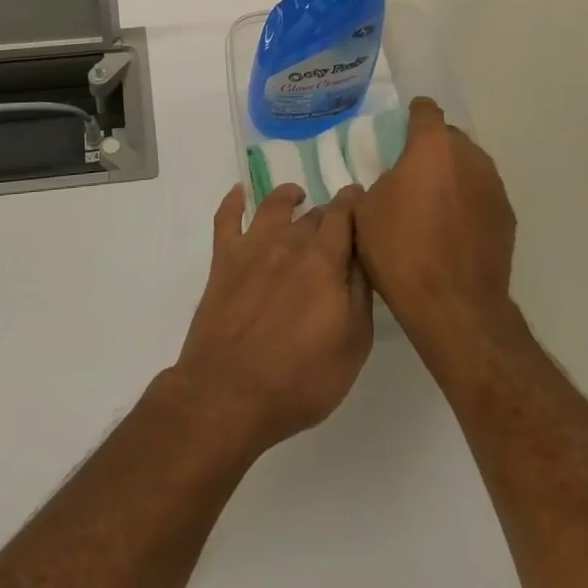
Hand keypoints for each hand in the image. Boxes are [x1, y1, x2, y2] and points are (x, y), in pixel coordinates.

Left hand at [172, 183, 373, 453]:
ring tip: (296, 196)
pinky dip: (233, 201)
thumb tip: (362, 257)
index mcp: (324, 259)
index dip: (356, 203)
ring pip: (274, 206)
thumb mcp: (353, 343)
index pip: (345, 214)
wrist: (229, 395)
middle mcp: (289, 242)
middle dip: (329, 214)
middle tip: (339, 223)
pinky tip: (239, 192)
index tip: (364, 201)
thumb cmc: (301, 378)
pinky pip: (227, 219)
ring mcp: (252, 248)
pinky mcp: (223, 261)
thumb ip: (360, 292)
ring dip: (289, 197)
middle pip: (314, 214)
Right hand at [352, 98, 517, 359]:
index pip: (426, 111)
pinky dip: (469, 201)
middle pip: (451, 137)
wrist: (454, 305)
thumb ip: (379, 182)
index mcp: (432, 147)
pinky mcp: (507, 215)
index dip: (414, 115)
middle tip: (413, 171)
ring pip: (470, 165)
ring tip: (434, 201)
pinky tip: (454, 227)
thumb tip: (391, 182)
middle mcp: (469, 156)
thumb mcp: (366, 212)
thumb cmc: (401, 250)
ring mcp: (493, 186)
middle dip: (433, 147)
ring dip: (453, 174)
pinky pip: (483, 194)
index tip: (404, 127)